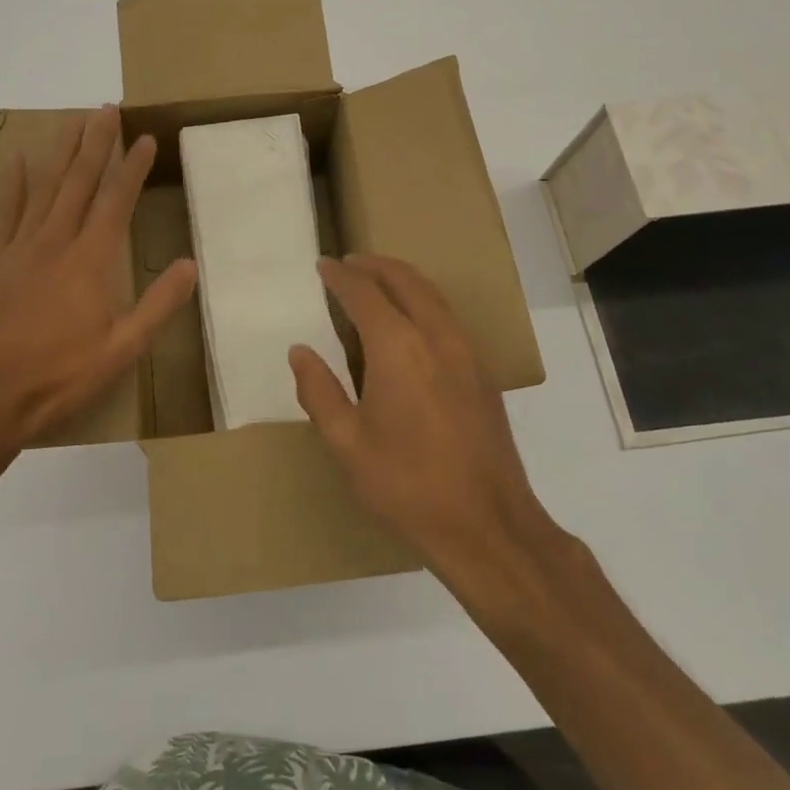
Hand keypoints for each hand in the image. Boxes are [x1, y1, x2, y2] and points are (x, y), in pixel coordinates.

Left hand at [0, 105, 196, 448]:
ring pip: (45, 189)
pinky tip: (15, 160)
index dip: (132, 167)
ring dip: (62, 153)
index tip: (146, 138)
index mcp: (90, 261)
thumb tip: (189, 264)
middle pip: (79, 182)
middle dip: (96, 144)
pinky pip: (4, 213)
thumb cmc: (60, 376)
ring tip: (74, 122)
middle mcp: (56, 243)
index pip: (116, 201)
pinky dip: (11, 184)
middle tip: (106, 109)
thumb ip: (158, 304)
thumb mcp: (122, 349)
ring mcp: (21, 249)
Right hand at [290, 255, 549, 572]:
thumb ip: (319, 391)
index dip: (341, 276)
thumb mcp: (347, 444)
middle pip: (405, 280)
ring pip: (432, 295)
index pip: (364, 294)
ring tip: (376, 283)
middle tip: (349, 263)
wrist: (488, 526)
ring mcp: (466, 352)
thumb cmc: (407, 485)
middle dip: (375, 266)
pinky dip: (423, 301)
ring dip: (402, 280)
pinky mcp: (482, 373)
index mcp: (398, 347)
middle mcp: (436, 336)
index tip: (323, 265)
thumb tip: (300, 351)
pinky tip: (410, 324)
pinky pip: (448, 317)